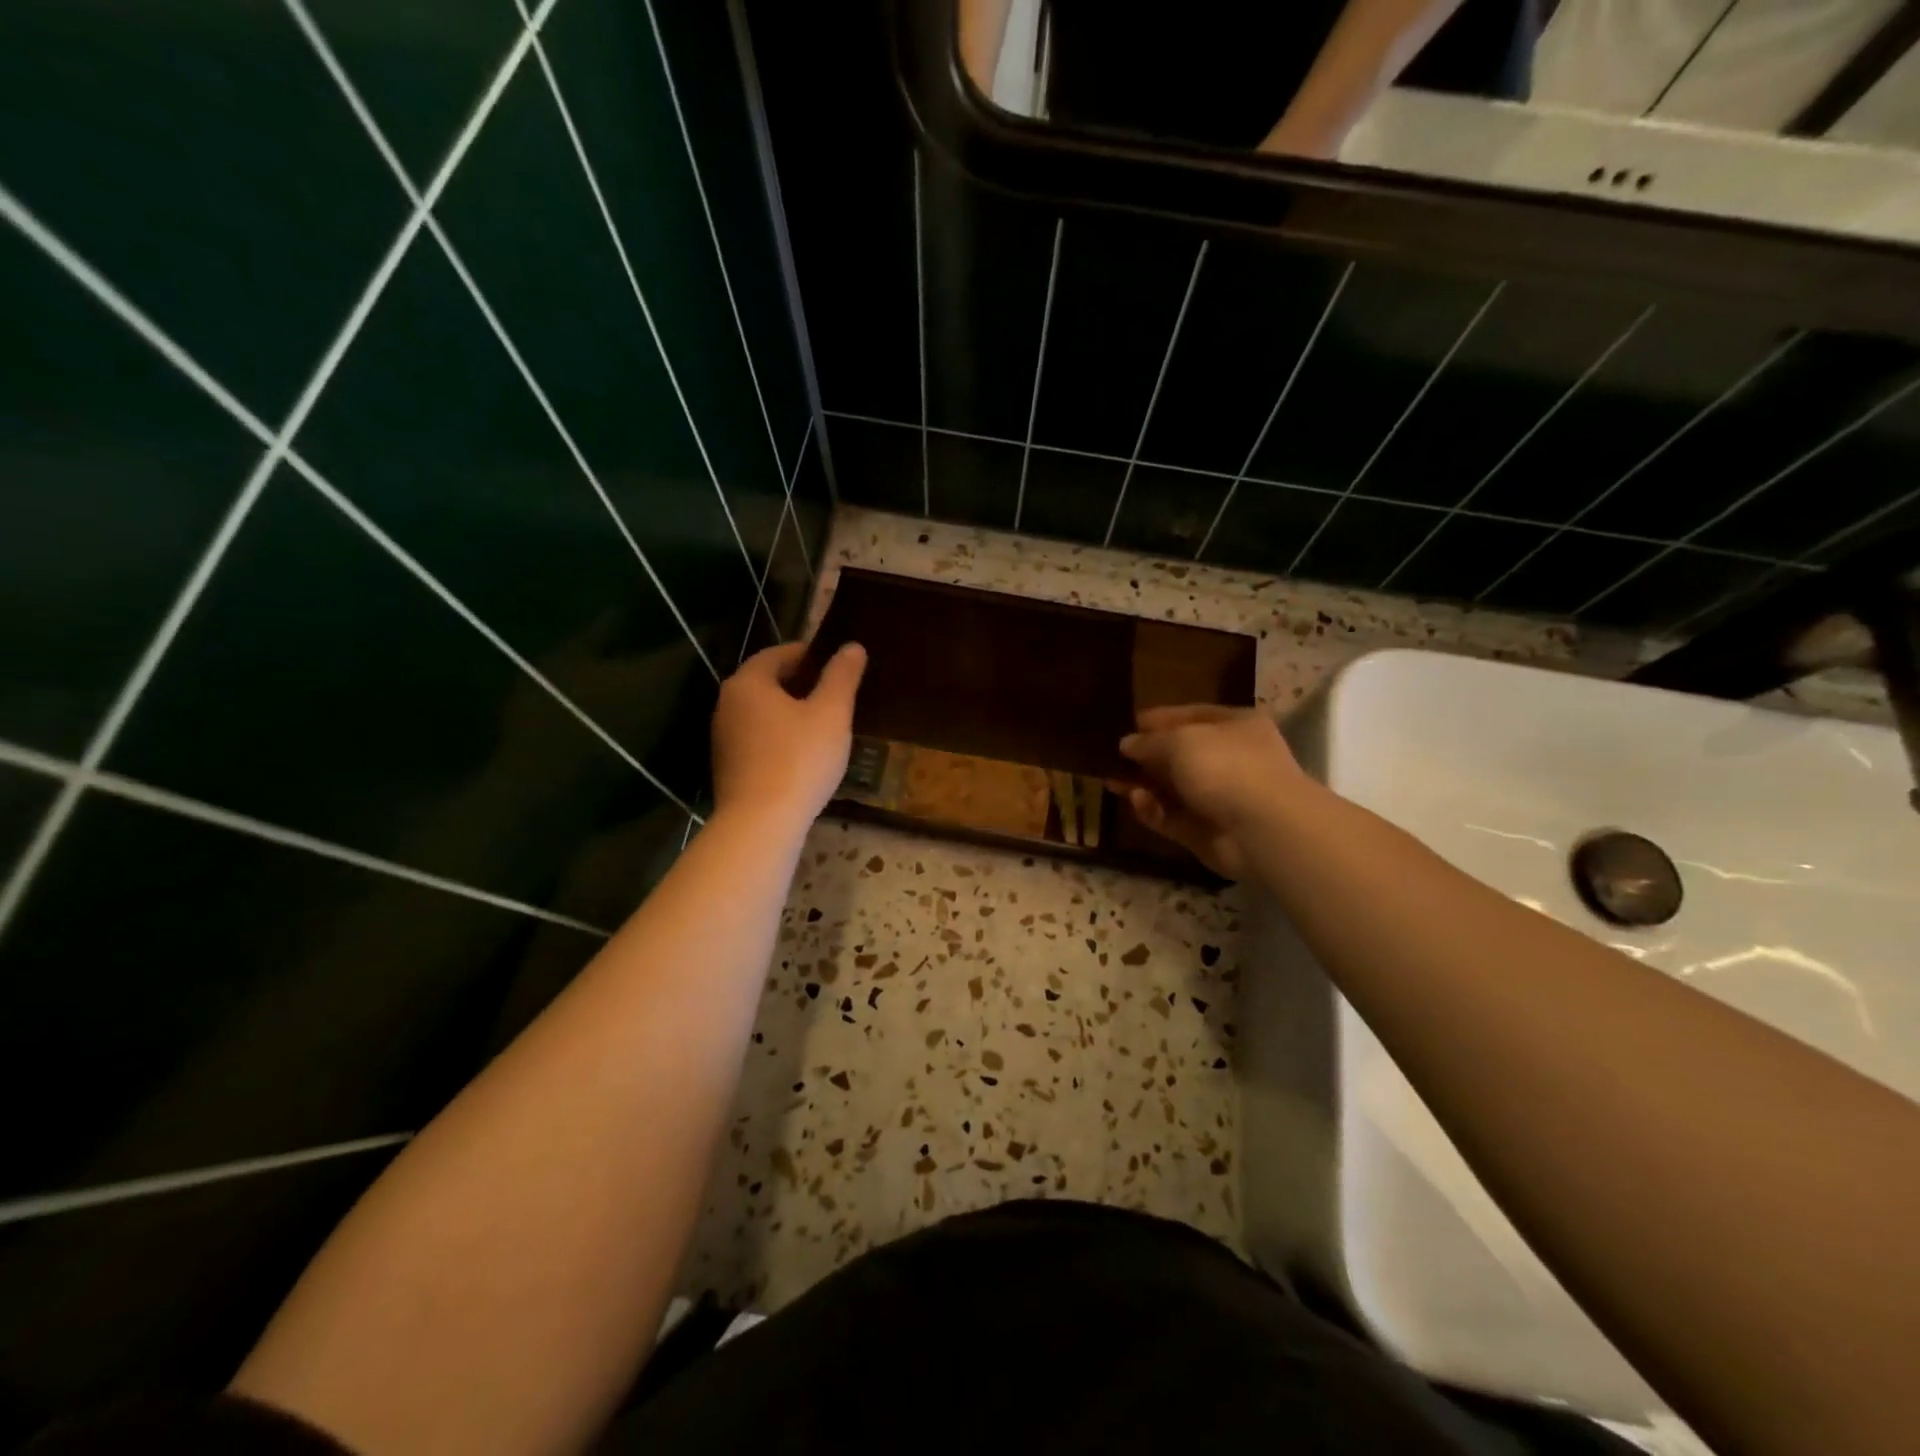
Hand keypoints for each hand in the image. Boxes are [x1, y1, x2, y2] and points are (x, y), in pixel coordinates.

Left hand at [711, 641, 866, 827]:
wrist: (761, 823)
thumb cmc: (799, 759)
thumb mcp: (831, 713)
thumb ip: (842, 676)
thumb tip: (852, 646)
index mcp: (748, 682)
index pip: (779, 653)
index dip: (810, 655)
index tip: (838, 665)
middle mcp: (728, 703)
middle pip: (767, 682)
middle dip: (801, 684)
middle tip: (836, 695)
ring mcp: (723, 737)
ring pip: (763, 713)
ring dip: (791, 712)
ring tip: (825, 724)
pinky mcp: (728, 766)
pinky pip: (758, 739)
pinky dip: (780, 737)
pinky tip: (805, 755)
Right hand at [1117, 705, 1303, 878]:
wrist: (1263, 828)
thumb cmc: (1226, 767)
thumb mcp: (1180, 741)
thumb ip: (1149, 741)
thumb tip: (1126, 744)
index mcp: (1235, 726)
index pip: (1191, 716)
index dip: (1160, 719)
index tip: (1129, 723)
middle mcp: (1230, 759)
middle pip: (1179, 755)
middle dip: (1145, 757)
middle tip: (1111, 759)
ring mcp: (1219, 798)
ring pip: (1172, 789)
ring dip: (1143, 785)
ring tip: (1113, 783)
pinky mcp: (1206, 831)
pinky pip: (1172, 817)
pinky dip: (1153, 810)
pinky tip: (1137, 802)